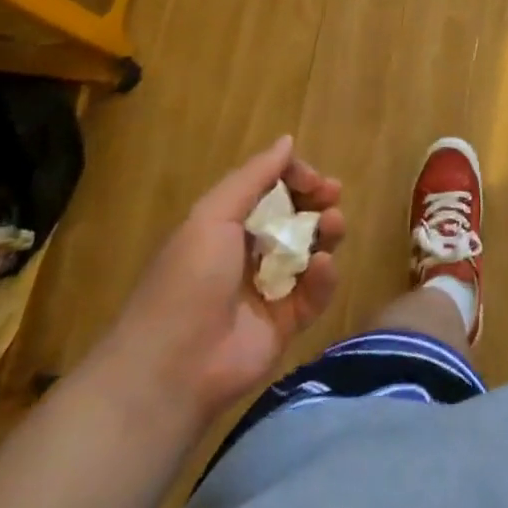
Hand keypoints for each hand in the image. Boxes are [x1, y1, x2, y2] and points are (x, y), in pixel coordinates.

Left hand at [90, 136, 344, 428]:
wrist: (173, 367)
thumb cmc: (189, 279)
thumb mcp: (213, 216)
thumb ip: (254, 177)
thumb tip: (287, 140)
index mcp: (226, 225)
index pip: (270, 190)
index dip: (293, 178)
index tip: (312, 179)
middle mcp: (249, 252)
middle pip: (294, 217)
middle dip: (316, 201)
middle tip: (333, 195)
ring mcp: (269, 288)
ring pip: (310, 251)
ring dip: (326, 232)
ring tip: (334, 223)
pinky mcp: (286, 323)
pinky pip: (314, 293)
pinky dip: (323, 276)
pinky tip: (321, 266)